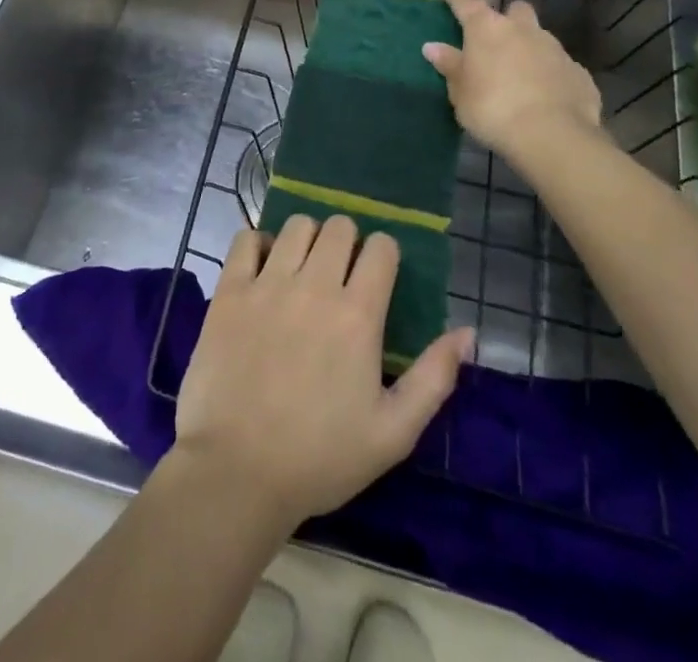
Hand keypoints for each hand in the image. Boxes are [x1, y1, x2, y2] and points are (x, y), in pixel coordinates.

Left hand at [172, 215, 473, 530]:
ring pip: (297, 224)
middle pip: (340, 226)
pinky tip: (263, 270)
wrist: (237, 473)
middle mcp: (314, 286)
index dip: (384, 257)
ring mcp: (268, 283)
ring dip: (307, 240)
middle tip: (339, 275)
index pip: (381, 247)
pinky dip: (259, 245)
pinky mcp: (230, 290)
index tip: (376, 279)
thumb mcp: (393, 432)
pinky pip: (246, 238)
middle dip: (348, 242)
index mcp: (358, 315)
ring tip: (302, 270)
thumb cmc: (320, 458)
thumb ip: (435, 378)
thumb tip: (467, 332)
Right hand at [422, 0, 606, 164]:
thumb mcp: (460, 92)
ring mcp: (555, 49)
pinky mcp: (579, 73)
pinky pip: (560, 68)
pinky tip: (546, 99)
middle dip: (509, 20)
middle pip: (516, 11)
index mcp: (487, 29)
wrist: (552, 135)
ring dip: (530, 50)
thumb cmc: (492, 108)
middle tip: (498, 42)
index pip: (465, 1)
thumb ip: (450, 66)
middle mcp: (523, 30)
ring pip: (541, 38)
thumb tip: (433, 47)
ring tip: (521, 78)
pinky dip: (551, 77)